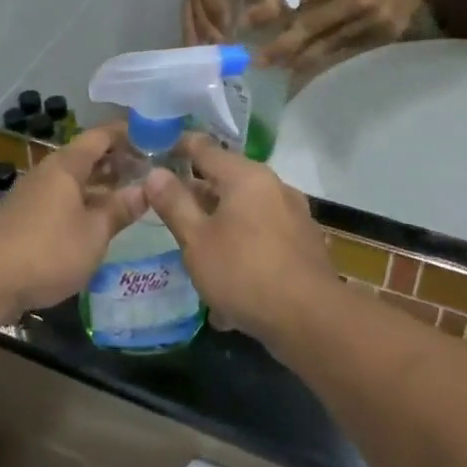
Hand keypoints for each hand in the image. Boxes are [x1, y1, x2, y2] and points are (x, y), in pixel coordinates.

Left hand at [0, 126, 146, 316]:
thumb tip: (147, 189)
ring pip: (75, 180)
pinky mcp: (25, 217)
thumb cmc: (47, 250)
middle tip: (150, 172)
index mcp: (68, 165)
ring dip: (102, 184)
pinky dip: (85, 201)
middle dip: (118, 161)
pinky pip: (63, 198)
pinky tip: (97, 221)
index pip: (102, 135)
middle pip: (87, 156)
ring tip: (130, 195)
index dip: (128, 133)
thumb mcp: (94, 233)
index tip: (156, 139)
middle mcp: (49, 172)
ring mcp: (35, 194)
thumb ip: (120, 210)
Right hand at [141, 134, 337, 345]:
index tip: (156, 152)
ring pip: (246, 211)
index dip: (178, 147)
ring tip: (197, 250)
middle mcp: (274, 186)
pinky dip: (243, 247)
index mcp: (246, 176)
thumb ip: (174, 204)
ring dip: (221, 225)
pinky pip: (264, 236)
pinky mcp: (304, 244)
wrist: (311, 320)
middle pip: (228, 180)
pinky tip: (230, 281)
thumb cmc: (244, 272)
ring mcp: (294, 215)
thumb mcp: (197, 240)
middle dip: (199, 194)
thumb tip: (155, 173)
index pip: (205, 148)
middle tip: (170, 209)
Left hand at [255, 0, 437, 74]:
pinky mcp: (385, 35)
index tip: (248, 22)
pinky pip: (347, 52)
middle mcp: (355, 1)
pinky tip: (305, 66)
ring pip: (326, 48)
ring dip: (297, 60)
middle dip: (278, 47)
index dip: (268, 12)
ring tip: (275, 67)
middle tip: (255, 60)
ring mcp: (373, 22)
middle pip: (308, 30)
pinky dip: (324, 59)